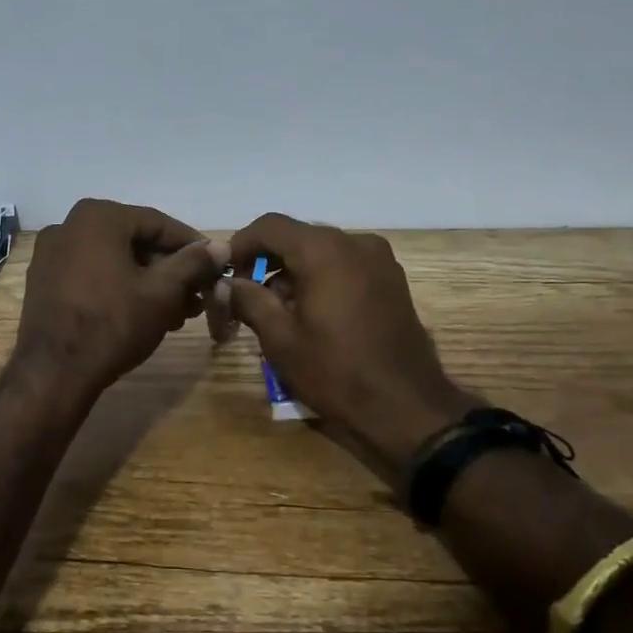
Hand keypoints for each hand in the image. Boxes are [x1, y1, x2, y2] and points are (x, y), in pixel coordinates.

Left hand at [13, 199, 229, 397]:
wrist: (53, 373)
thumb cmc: (113, 324)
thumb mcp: (162, 292)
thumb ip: (193, 263)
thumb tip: (221, 246)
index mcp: (98, 217)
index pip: (159, 224)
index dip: (192, 246)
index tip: (215, 267)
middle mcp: (69, 225)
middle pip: (135, 241)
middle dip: (170, 270)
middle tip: (197, 296)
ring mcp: (52, 254)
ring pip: (114, 260)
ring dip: (148, 282)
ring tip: (177, 313)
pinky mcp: (44, 282)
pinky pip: (92, 274)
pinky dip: (120, 288)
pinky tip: (143, 314)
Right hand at [228, 213, 481, 477]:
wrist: (406, 406)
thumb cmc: (335, 371)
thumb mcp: (280, 338)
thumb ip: (249, 300)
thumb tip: (228, 283)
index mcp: (324, 250)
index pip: (270, 226)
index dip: (241, 244)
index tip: (226, 272)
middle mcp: (354, 242)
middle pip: (297, 236)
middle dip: (268, 260)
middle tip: (248, 295)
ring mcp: (379, 259)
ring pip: (322, 250)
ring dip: (294, 271)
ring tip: (280, 311)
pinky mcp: (392, 279)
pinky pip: (345, 264)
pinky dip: (322, 277)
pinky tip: (312, 313)